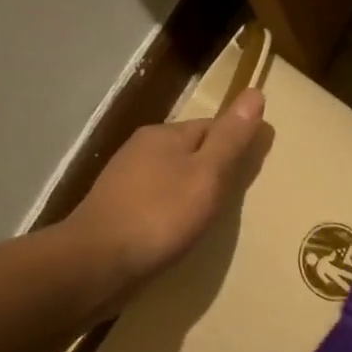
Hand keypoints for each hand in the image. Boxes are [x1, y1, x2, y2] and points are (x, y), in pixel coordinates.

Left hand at [67, 88, 265, 290]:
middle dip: (213, 167)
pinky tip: (177, 227)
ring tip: (210, 214)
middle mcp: (141, 148)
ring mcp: (124, 178)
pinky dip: (172, 207)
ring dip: (192, 188)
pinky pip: (155, 197)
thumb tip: (255, 91)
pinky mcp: (116, 207)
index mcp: (165, 134)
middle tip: (235, 196)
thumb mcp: (207, 176)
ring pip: (171, 174)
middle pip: (191, 149)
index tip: (254, 168)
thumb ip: (231, 139)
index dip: (236, 144)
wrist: (96, 260)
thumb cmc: (160, 216)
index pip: (213, 126)